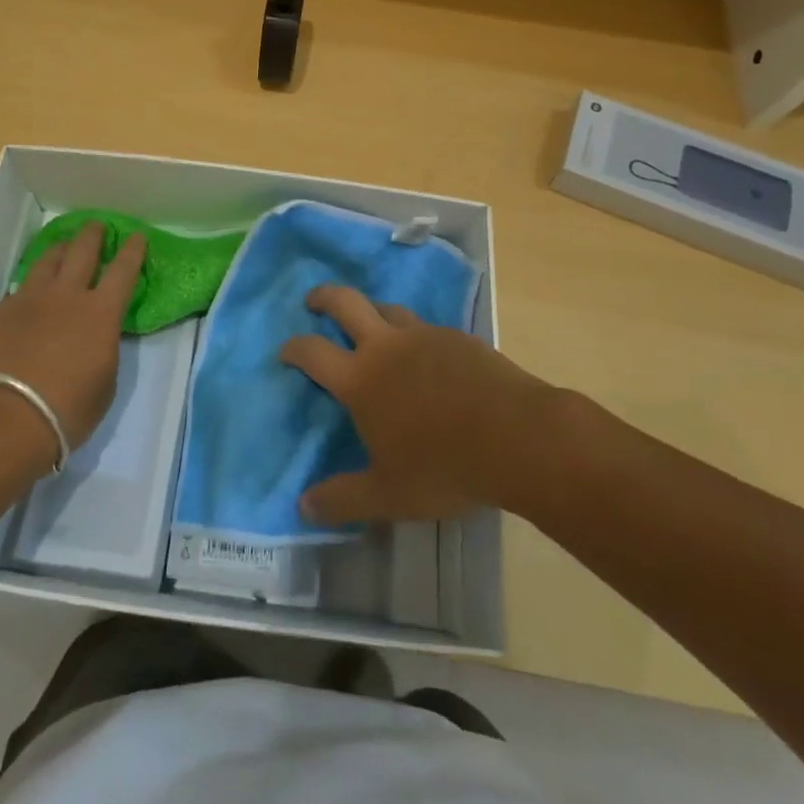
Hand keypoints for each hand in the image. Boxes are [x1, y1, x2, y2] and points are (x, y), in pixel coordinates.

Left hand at [0, 223, 144, 460]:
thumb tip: (97, 336)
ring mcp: (29, 299)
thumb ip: (103, 347)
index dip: (132, 251)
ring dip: (59, 251)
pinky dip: (26, 294)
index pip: (124, 270)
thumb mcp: (105, 381)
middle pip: (82, 250)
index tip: (136, 236)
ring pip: (46, 261)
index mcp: (101, 312)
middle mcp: (66, 294)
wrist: (6, 418)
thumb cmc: (68, 410)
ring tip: (62, 249)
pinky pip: (16, 293)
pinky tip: (24, 304)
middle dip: (92, 234)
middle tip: (96, 226)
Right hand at [278, 285, 553, 524]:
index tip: (285, 350)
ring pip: (387, 308)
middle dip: (324, 297)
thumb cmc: (445, 467)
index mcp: (361, 379)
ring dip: (370, 311)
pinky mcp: (458, 337)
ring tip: (369, 325)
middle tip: (313, 302)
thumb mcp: (389, 495)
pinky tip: (424, 354)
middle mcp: (387, 346)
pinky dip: (412, 333)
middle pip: (346, 302)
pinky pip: (425, 326)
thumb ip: (343, 499)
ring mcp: (424, 335)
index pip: (312, 351)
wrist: (519, 437)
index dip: (293, 347)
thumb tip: (303, 506)